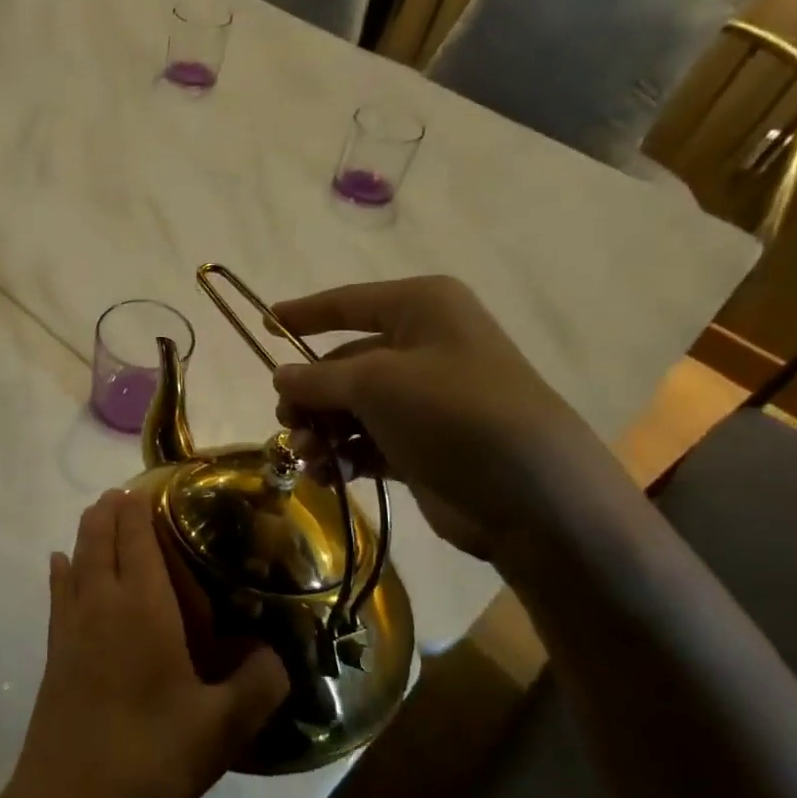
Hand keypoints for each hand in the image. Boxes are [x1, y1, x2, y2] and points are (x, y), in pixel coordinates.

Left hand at [3, 491, 288, 797]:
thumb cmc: (151, 758)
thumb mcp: (223, 728)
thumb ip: (260, 684)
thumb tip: (275, 654)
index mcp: (142, 608)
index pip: (137, 538)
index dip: (139, 508)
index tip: (148, 485)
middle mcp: (101, 603)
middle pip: (100, 538)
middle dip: (112, 510)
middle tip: (128, 493)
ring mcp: (70, 626)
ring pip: (76, 558)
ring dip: (88, 531)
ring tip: (100, 513)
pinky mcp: (53, 651)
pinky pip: (57, 592)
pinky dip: (62, 569)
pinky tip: (60, 563)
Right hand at [270, 276, 610, 560]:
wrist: (532, 494)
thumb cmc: (452, 412)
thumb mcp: (376, 383)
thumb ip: (318, 378)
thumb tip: (280, 375)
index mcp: (422, 309)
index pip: (348, 303)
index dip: (304, 314)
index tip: (264, 324)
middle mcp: (424, 346)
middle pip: (343, 363)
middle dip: (310, 394)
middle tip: (287, 421)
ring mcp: (425, 399)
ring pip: (351, 407)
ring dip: (322, 430)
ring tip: (309, 457)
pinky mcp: (423, 444)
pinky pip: (368, 441)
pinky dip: (345, 455)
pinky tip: (329, 475)